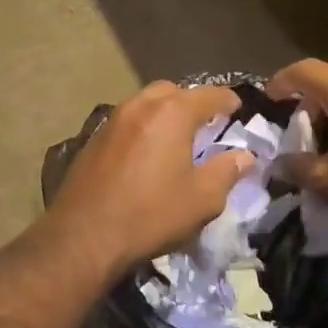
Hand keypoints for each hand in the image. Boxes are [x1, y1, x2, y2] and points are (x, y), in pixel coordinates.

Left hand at [47, 82, 254, 272]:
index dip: (228, 100)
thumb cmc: (150, 214)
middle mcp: (139, 106)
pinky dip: (142, 128)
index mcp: (171, 113)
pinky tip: (146, 153)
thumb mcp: (202, 199)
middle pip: (172, 92)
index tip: (238, 109)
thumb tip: (244, 156)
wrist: (83, 235)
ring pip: (145, 104)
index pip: (208, 95)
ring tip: (176, 138)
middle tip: (205, 124)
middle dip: (192, 102)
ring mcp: (112, 120)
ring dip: (164, 113)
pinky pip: (126, 122)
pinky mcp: (93, 139)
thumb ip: (226, 171)